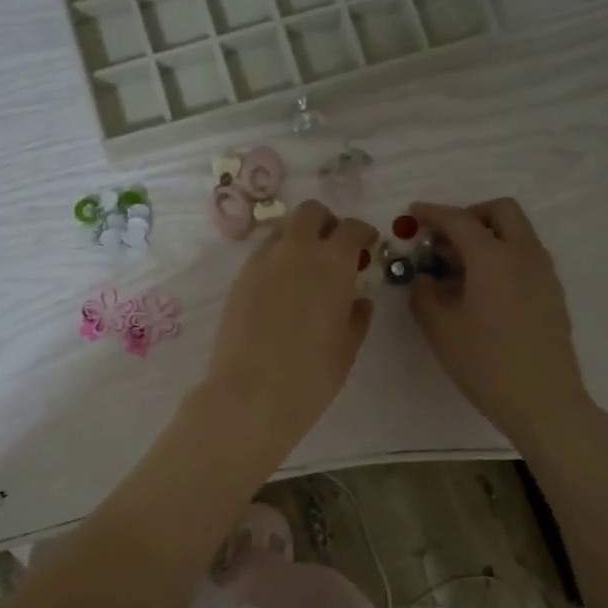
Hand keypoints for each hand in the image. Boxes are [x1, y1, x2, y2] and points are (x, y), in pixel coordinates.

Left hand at [200, 201, 377, 464]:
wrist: (251, 395)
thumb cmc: (311, 375)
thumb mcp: (346, 348)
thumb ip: (356, 316)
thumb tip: (359, 300)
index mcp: (331, 263)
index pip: (351, 228)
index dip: (363, 233)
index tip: (367, 246)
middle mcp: (295, 251)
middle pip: (310, 212)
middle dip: (326, 222)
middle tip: (334, 248)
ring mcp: (261, 263)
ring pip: (282, 230)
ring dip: (298, 239)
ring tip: (306, 270)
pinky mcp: (239, 280)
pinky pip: (262, 255)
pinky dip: (277, 260)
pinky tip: (282, 290)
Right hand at [408, 199, 601, 452]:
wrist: (543, 401)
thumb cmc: (485, 364)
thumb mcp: (440, 330)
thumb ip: (424, 295)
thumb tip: (425, 279)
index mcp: (493, 258)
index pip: (459, 220)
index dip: (432, 213)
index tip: (412, 213)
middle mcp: (523, 254)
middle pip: (501, 211)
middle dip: (469, 215)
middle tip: (443, 239)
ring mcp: (543, 273)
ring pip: (517, 232)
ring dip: (487, 235)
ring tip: (458, 267)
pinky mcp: (552, 292)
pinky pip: (525, 256)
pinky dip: (502, 255)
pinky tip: (482, 288)